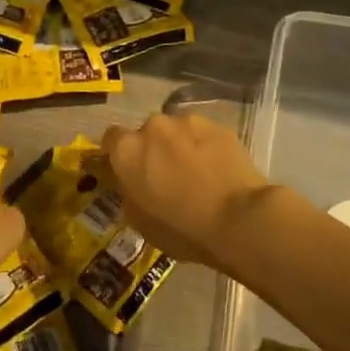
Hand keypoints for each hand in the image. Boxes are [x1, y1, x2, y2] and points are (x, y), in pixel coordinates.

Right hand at [101, 112, 274, 270]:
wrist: (238, 218)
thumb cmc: (181, 228)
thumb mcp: (140, 221)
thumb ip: (130, 193)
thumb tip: (133, 184)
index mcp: (127, 150)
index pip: (111, 139)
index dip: (118, 154)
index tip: (128, 171)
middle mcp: (154, 126)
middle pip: (147, 133)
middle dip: (153, 149)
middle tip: (165, 176)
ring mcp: (189, 122)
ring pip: (177, 131)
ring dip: (180, 146)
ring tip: (196, 172)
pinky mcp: (220, 126)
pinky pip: (204, 135)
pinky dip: (206, 147)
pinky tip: (217, 170)